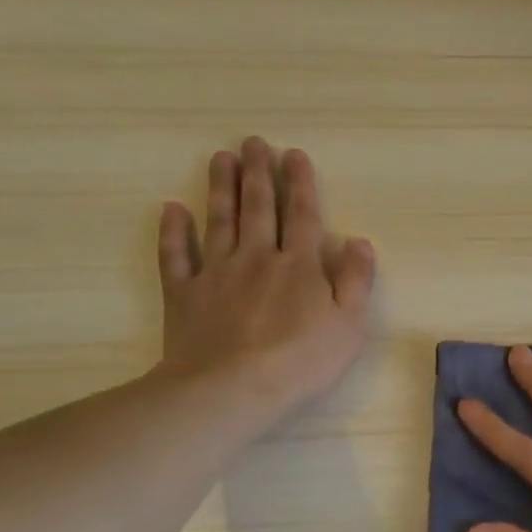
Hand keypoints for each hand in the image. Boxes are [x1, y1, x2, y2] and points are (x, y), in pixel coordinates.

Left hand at [156, 137, 374, 424]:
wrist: (231, 389)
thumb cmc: (301, 361)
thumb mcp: (348, 325)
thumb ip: (356, 280)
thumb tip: (359, 241)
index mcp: (299, 265)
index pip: (302, 215)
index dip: (300, 183)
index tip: (293, 154)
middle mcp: (257, 258)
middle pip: (258, 208)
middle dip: (257, 173)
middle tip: (252, 142)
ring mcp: (216, 273)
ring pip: (219, 221)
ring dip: (221, 188)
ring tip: (220, 158)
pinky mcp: (184, 294)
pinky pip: (176, 255)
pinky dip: (173, 232)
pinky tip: (172, 210)